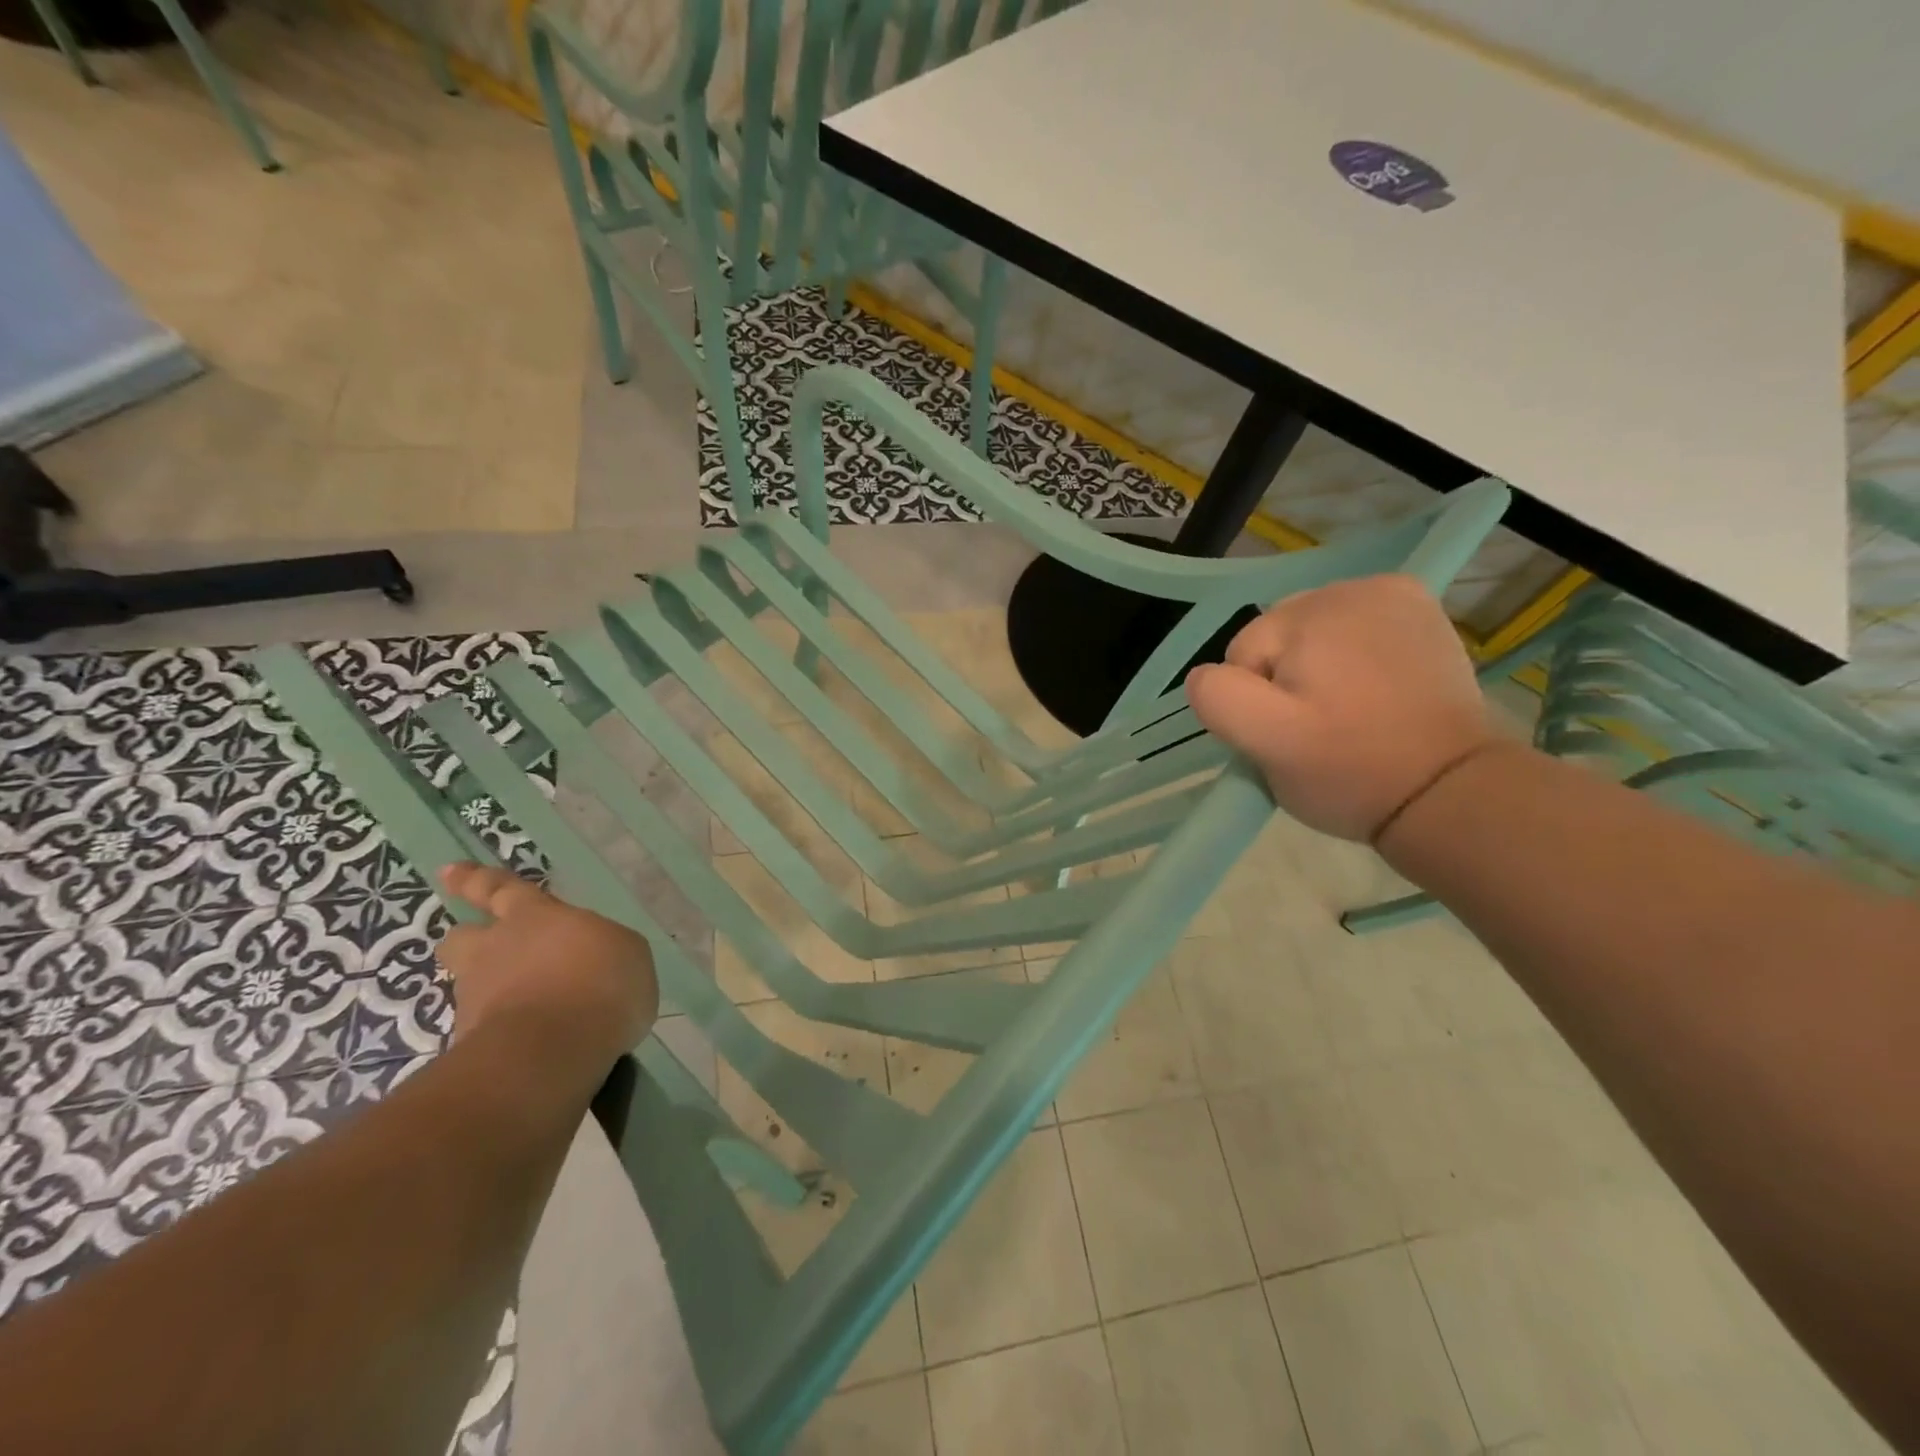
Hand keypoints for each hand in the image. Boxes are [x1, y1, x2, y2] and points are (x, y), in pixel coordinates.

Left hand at [436, 864, 658, 1073]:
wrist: (551, 1051)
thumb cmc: (600, 983)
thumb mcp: (627, 953)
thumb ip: (602, 950)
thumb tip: (593, 960)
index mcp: (535, 917)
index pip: (501, 890)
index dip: (477, 880)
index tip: (449, 871)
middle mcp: (497, 950)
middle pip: (464, 937)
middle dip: (469, 937)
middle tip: (481, 944)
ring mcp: (478, 998)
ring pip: (471, 984)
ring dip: (490, 990)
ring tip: (522, 1007)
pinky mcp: (472, 1043)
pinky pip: (487, 1028)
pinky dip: (504, 1031)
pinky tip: (532, 1044)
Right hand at [1185, 574, 1499, 841]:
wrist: (1451, 794)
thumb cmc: (1350, 770)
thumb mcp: (1265, 742)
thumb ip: (1219, 696)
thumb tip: (1208, 675)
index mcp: (1314, 612)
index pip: (1243, 653)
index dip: (1255, 702)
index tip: (1294, 736)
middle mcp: (1356, 587)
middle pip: (1279, 638)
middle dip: (1285, 680)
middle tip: (1319, 728)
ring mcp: (1397, 597)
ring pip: (1314, 635)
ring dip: (1316, 670)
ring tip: (1348, 713)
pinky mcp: (1423, 615)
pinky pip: (1355, 631)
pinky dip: (1351, 658)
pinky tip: (1371, 691)